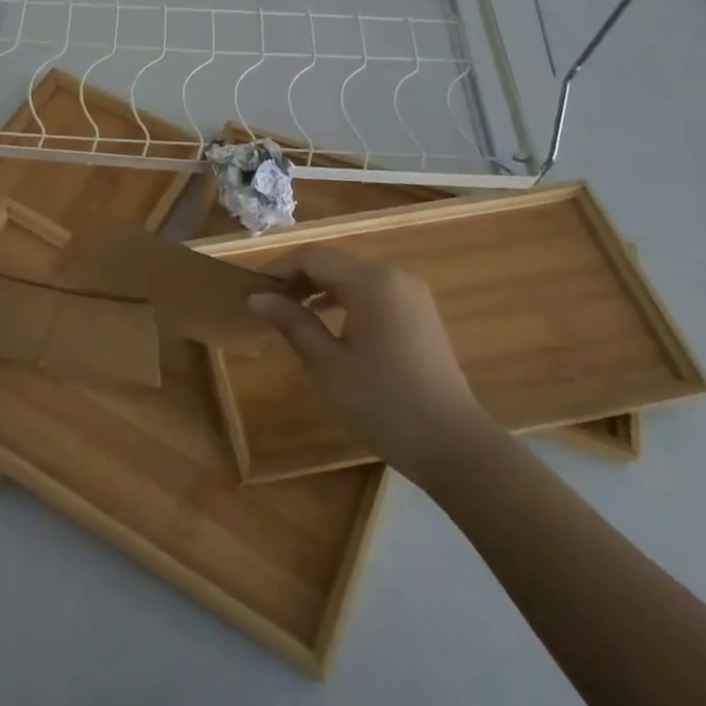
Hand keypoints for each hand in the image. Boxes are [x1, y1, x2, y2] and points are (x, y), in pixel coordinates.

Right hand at [246, 247, 496, 484]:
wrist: (454, 447)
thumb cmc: (383, 403)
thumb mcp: (327, 364)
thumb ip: (291, 322)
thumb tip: (257, 297)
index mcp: (371, 281)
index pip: (311, 257)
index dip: (277, 270)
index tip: (251, 293)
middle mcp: (394, 276)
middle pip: (332, 263)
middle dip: (296, 279)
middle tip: (266, 306)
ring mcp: (411, 295)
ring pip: (352, 278)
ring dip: (318, 290)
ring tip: (290, 315)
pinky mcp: (420, 315)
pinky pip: (372, 294)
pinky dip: (344, 301)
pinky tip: (328, 325)